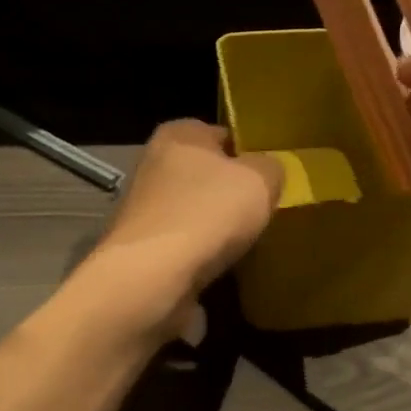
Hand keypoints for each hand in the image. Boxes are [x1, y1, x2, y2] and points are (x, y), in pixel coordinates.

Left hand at [82, 121, 282, 339]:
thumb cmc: (209, 212)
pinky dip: (200, 258)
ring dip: (215, 229)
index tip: (267, 178)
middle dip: (230, 194)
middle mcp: (153, 164)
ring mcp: (143, 208)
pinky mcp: (140, 248)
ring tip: (245, 245)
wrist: (152, 277)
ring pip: (194, 212)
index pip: (221, 134)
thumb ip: (270, 168)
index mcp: (179, 135)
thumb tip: (265, 173)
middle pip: (206, 175)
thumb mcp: (260, 179)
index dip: (247, 154)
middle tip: (260, 212)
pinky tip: (221, 270)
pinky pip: (183, 247)